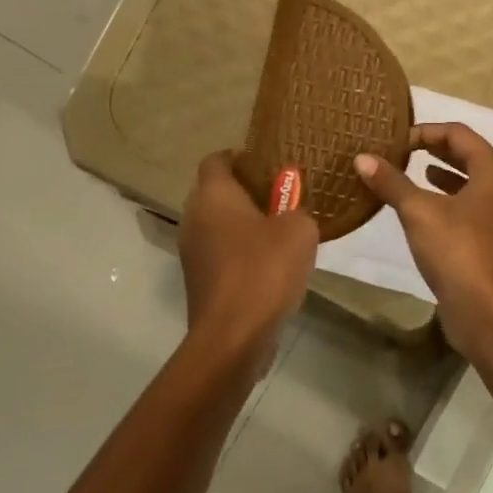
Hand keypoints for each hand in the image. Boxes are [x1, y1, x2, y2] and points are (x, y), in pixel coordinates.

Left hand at [179, 152, 318, 361]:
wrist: (234, 335)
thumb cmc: (265, 269)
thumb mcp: (300, 229)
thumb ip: (298, 211)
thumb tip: (291, 215)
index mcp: (213, 195)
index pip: (217, 159)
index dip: (242, 157)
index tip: (270, 166)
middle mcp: (194, 217)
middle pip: (217, 193)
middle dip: (247, 193)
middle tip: (283, 199)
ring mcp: (191, 251)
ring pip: (218, 225)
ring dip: (245, 226)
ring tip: (281, 234)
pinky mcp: (199, 280)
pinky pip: (221, 253)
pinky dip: (241, 253)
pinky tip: (270, 267)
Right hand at [354, 123, 492, 351]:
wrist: (487, 310)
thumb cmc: (457, 250)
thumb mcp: (418, 211)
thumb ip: (391, 182)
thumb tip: (362, 158)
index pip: (459, 134)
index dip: (427, 131)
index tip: (397, 139)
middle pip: (469, 156)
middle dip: (435, 150)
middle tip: (403, 150)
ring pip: (470, 184)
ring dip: (443, 176)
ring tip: (414, 172)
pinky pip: (469, 208)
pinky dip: (447, 201)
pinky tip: (424, 211)